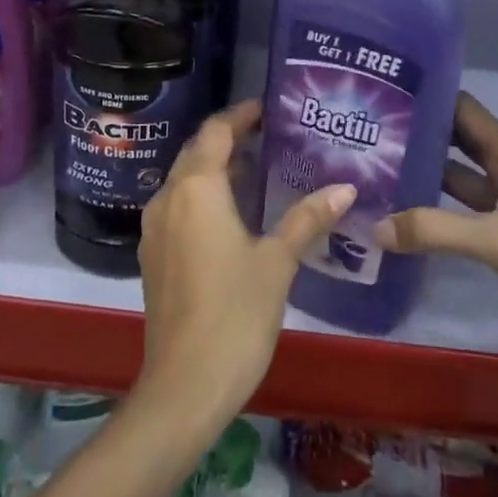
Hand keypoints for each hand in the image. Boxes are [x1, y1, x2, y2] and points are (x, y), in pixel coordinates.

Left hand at [136, 100, 353, 424]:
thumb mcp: (278, 262)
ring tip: (256, 171)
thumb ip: (307, 219)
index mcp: (196, 188)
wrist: (183, 386)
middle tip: (268, 137)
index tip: (267, 110)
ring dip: (214, 169)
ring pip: (184, 180)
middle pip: (197, 151)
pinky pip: (177, 207)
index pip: (216, 131)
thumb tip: (345, 189)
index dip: (240, 115)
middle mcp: (167, 197)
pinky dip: (202, 197)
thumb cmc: (235, 313)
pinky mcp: (152, 255)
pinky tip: (231, 216)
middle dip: (228, 139)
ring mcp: (154, 228)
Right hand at [374, 92, 497, 394]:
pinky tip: (404, 212)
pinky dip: (436, 208)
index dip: (429, 97)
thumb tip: (375, 226)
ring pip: (458, 177)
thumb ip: (434, 230)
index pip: (465, 109)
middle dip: (420, 134)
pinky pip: (463, 211)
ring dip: (425, 171)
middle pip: (458, 141)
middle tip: (370, 130)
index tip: (386, 93)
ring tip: (376, 166)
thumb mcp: (496, 241)